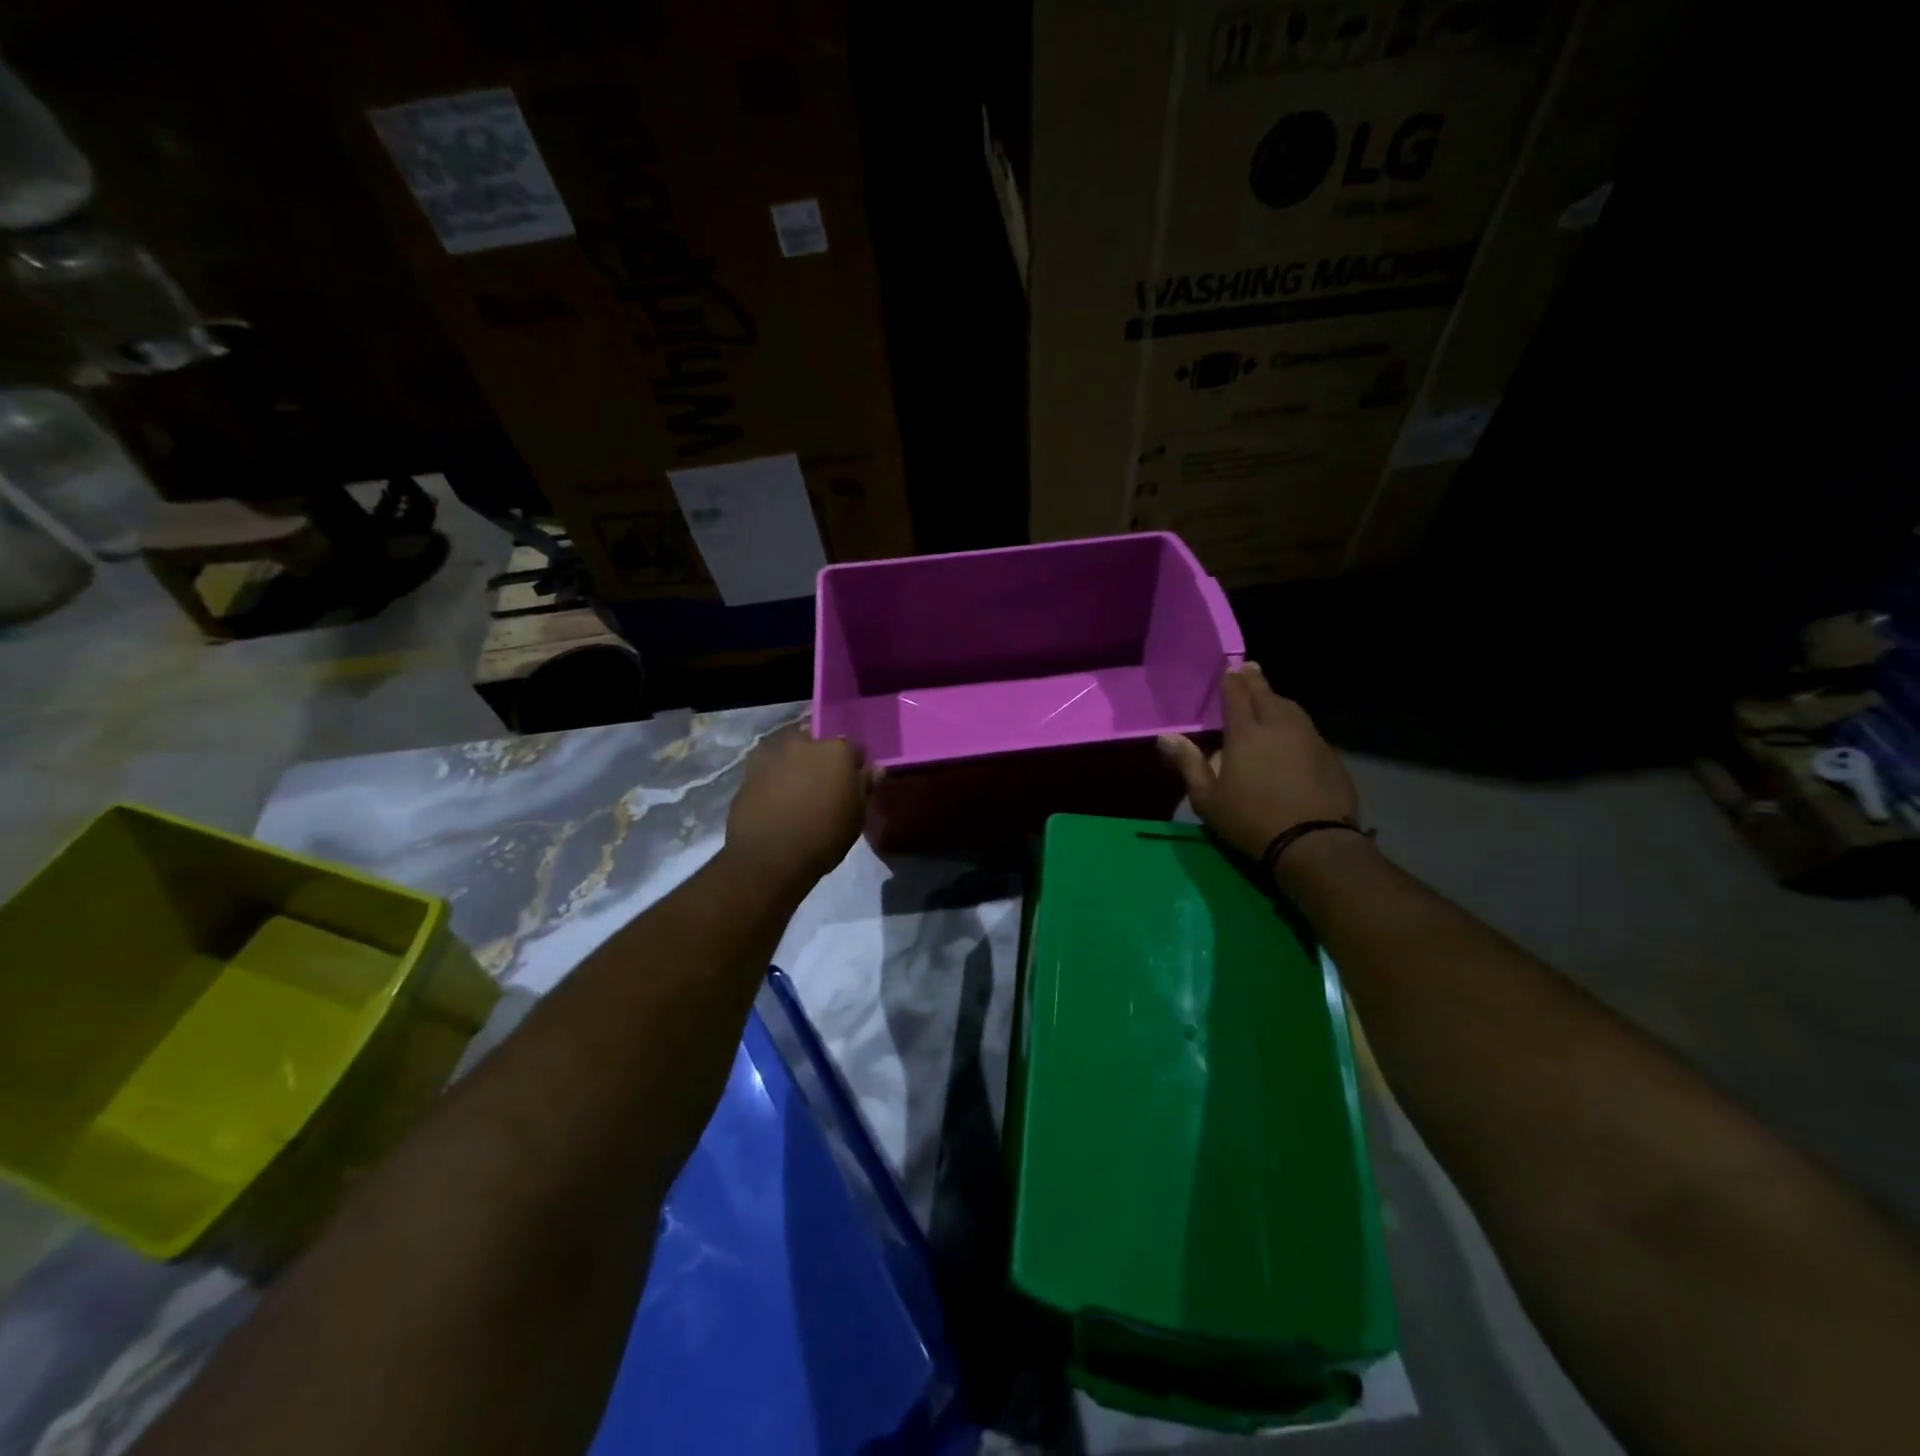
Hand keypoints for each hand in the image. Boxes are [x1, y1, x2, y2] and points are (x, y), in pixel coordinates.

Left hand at [723, 727, 873, 890]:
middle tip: (823, 788)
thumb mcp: (856, 816)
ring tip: (797, 796)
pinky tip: (776, 804)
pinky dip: (774, 781)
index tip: (852, 784)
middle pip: (817, 746)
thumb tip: (875, 768)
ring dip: (795, 768)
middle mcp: (803, 744)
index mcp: (836, 751)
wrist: (768, 857)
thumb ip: (864, 786)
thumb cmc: (824, 836)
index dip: (854, 766)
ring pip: (790, 756)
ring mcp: (772, 756)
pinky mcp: (748, 773)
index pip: (853, 748)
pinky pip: (769, 771)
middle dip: (821, 761)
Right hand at [1157, 664, 1358, 859]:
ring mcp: (1309, 738)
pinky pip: (1307, 729)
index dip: (1231, 679)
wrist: (1313, 842)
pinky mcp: (1329, 755)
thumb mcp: (1206, 799)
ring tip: (1269, 698)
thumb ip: (1187, 763)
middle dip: (1255, 680)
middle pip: (1266, 694)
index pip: (1236, 694)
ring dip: (1277, 699)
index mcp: (1245, 733)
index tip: (1230, 667)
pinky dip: (1295, 723)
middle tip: (1249, 670)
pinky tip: (1292, 735)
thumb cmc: (1250, 819)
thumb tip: (1165, 737)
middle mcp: (1278, 726)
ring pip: (1291, 708)